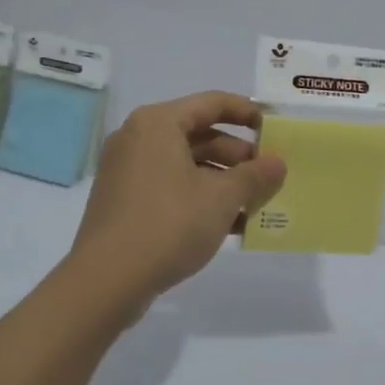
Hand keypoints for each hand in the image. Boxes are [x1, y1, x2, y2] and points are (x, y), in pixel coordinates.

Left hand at [64, 91, 286, 313]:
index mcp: (158, 124)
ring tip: (256, 202)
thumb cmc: (169, 223)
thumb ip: (255, 175)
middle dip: (239, 155)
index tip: (274, 130)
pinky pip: (172, 186)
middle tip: (269, 174)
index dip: (248, 112)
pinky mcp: (125, 201)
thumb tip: (278, 163)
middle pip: (200, 134)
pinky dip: (201, 197)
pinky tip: (232, 224)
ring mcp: (128, 171)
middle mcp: (139, 139)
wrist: (106, 282)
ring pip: (187, 164)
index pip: (212, 103)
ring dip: (224, 180)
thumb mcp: (222, 198)